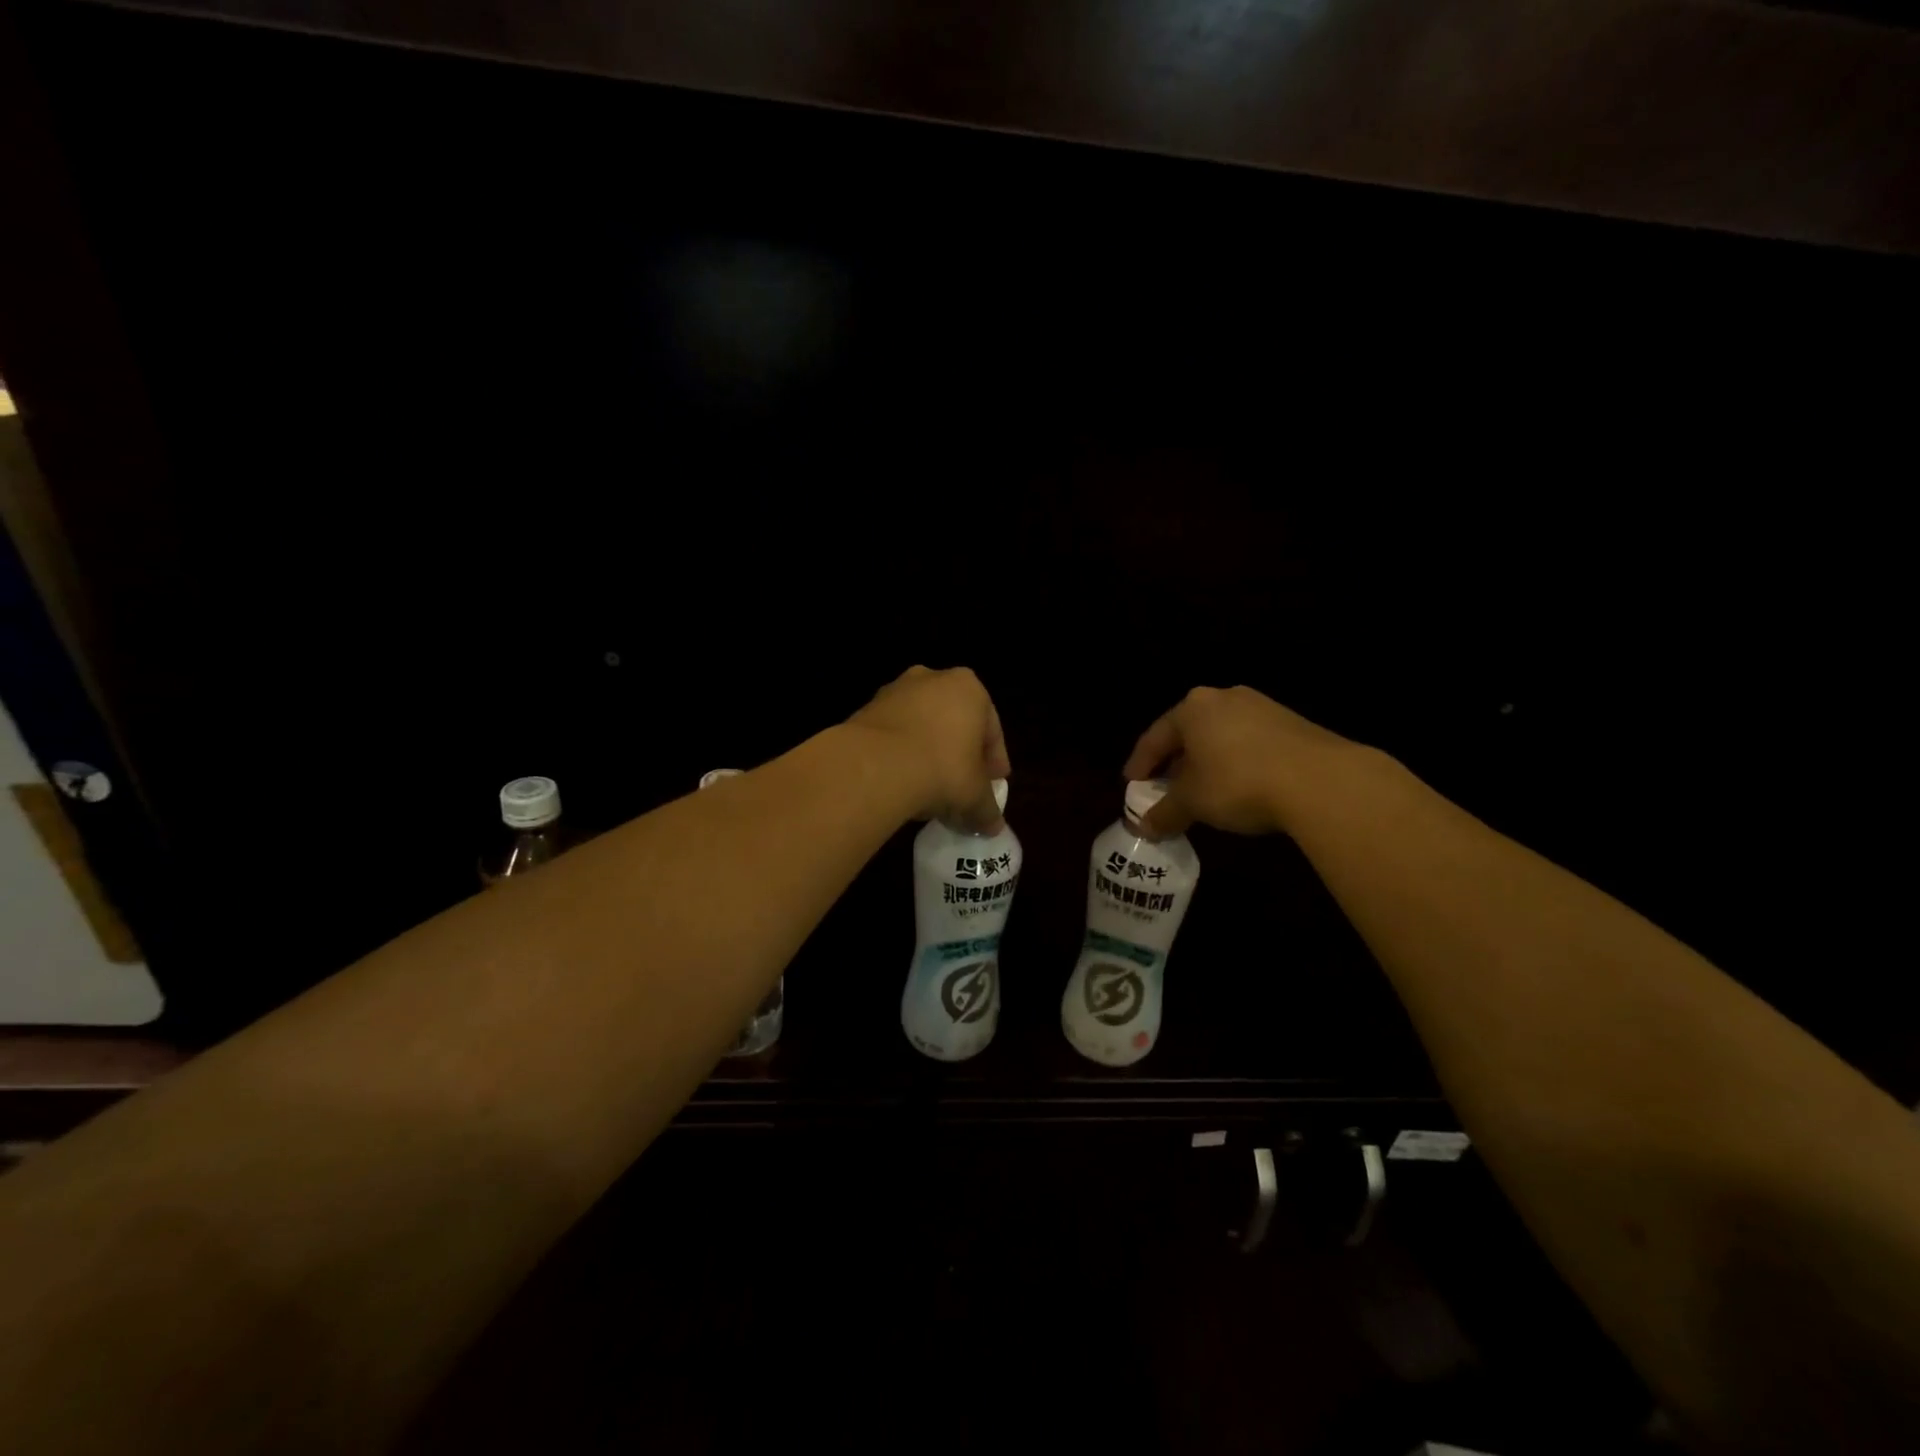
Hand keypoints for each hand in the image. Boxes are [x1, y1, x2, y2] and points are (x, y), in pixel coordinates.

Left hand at [847, 667, 1010, 829]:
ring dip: (928, 752)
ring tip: (929, 788)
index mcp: (968, 688)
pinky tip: (901, 782)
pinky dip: (900, 754)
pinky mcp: (865, 709)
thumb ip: (988, 809)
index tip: (992, 784)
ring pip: (921, 726)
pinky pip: (893, 734)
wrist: (874, 766)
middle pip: (955, 723)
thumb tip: (993, 827)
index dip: (994, 761)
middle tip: (962, 786)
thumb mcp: (974, 796)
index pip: (991, 729)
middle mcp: (932, 679)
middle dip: (960, 754)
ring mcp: (894, 691)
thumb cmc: (941, 769)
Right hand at [1122, 685, 1356, 836]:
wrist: (1320, 780)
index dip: (1140, 764)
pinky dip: (1236, 764)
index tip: (1133, 785)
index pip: (1155, 737)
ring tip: (1203, 792)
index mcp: (1193, 708)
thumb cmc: (1238, 782)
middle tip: (1165, 789)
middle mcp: (1224, 698)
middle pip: (1189, 734)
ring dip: (1206, 764)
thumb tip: (1143, 827)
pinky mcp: (1292, 724)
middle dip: (1175, 764)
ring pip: (1220, 738)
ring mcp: (1262, 708)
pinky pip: (1249, 744)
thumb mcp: (1193, 802)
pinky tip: (1239, 788)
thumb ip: (1164, 812)